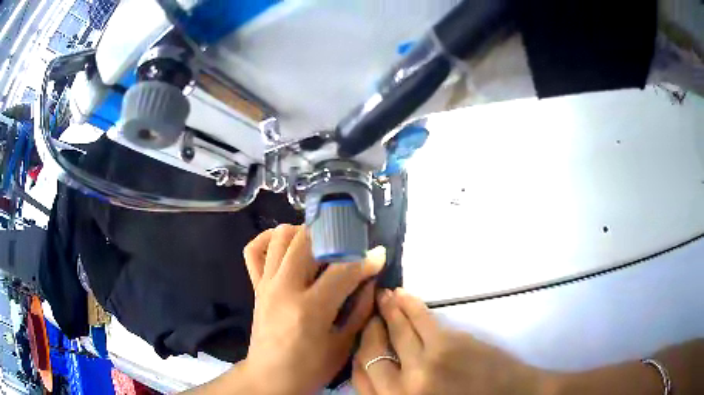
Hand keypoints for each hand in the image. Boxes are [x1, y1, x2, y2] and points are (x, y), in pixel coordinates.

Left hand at [241, 225, 385, 394]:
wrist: (270, 378)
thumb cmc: (311, 368)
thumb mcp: (344, 344)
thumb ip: (361, 308)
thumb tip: (371, 279)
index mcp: (310, 309)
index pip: (342, 269)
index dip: (365, 259)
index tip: (378, 254)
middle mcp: (284, 289)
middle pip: (308, 240)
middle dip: (334, 236)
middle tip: (349, 247)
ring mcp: (266, 284)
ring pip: (282, 236)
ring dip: (305, 234)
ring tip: (322, 246)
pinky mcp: (255, 286)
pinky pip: (254, 250)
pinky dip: (270, 239)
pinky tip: (288, 246)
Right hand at [353, 288, 543, 394]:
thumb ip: (397, 392)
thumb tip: (378, 369)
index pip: (361, 377)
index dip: (357, 356)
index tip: (359, 341)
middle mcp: (405, 386)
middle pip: (373, 352)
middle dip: (368, 330)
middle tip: (368, 313)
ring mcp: (427, 363)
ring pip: (397, 331)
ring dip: (388, 310)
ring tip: (383, 296)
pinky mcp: (449, 344)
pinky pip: (422, 320)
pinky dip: (410, 305)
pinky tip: (403, 296)